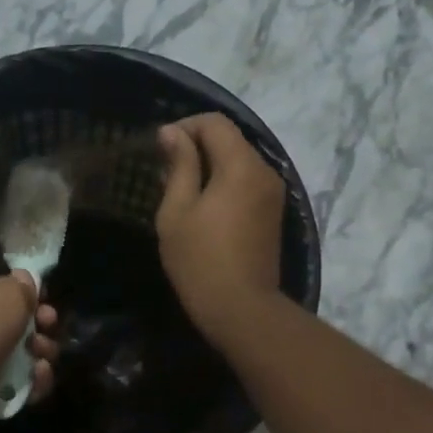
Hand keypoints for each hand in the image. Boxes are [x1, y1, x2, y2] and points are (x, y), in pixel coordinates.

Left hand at [0, 272, 60, 423]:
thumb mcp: (11, 290)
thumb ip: (24, 284)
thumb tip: (26, 280)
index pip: (7, 290)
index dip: (31, 296)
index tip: (46, 302)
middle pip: (21, 323)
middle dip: (42, 326)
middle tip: (48, 327)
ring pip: (26, 353)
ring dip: (43, 352)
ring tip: (42, 354)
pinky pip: (24, 382)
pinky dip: (36, 380)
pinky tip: (38, 375)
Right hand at [156, 114, 284, 343]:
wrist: (242, 308)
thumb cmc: (200, 260)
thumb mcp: (177, 210)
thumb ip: (179, 165)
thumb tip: (172, 132)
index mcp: (241, 166)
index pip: (215, 123)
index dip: (185, 126)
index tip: (159, 148)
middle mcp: (264, 171)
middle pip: (230, 139)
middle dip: (197, 145)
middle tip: (166, 171)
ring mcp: (272, 193)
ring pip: (239, 161)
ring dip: (210, 165)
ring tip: (180, 190)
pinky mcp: (272, 213)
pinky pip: (246, 182)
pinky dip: (224, 183)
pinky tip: (203, 206)